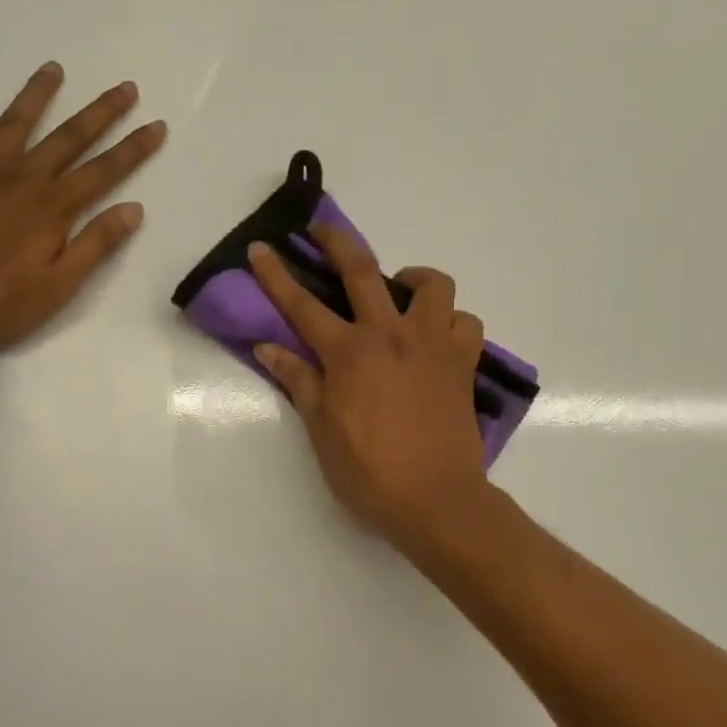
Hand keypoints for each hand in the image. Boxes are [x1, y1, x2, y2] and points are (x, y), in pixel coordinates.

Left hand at [0, 63, 166, 358]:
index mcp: (52, 209)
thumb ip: (95, 245)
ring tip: (54, 69)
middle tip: (125, 87)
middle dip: (100, 112)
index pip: (104, 171)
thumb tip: (133, 209)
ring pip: (14, 125)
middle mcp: (21, 182)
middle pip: (68, 138)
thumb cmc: (0, 307)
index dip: (133, 148)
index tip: (156, 126)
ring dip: (36, 95)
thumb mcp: (59, 287)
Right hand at [247, 226, 488, 545]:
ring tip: (401, 291)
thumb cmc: (369, 472)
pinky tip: (437, 335)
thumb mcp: (321, 430)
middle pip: (362, 271)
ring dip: (413, 278)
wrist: (437, 500)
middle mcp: (390, 336)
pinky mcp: (463, 363)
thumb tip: (268, 346)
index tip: (261, 248)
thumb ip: (298, 381)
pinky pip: (465, 323)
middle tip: (321, 226)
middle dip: (336, 241)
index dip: (276, 275)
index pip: (302, 305)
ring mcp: (432, 345)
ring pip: (432, 285)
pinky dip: (451, 321)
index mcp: (348, 354)